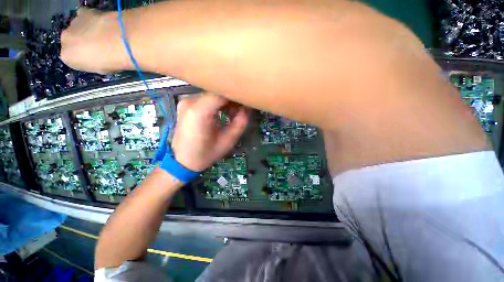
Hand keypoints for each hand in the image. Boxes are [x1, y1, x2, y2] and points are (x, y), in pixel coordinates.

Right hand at [60, 8, 126, 73]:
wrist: (121, 41)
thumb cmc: (113, 60)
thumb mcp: (101, 69)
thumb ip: (92, 63)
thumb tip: (94, 58)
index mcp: (67, 56)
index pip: (72, 57)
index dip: (84, 58)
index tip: (94, 58)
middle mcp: (65, 39)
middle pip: (72, 41)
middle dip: (83, 43)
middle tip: (99, 46)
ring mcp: (73, 23)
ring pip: (78, 28)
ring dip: (87, 31)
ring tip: (103, 35)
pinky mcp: (84, 11)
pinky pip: (84, 15)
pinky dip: (90, 19)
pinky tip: (101, 23)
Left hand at [170, 94, 249, 170]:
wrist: (182, 161)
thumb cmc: (205, 154)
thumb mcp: (228, 141)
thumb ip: (240, 123)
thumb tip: (247, 109)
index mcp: (200, 111)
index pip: (222, 93)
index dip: (236, 95)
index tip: (246, 101)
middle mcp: (190, 101)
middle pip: (216, 92)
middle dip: (231, 99)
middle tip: (241, 110)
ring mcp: (186, 102)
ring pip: (211, 94)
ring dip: (224, 101)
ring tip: (232, 113)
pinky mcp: (185, 105)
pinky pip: (205, 99)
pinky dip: (216, 103)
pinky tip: (221, 113)